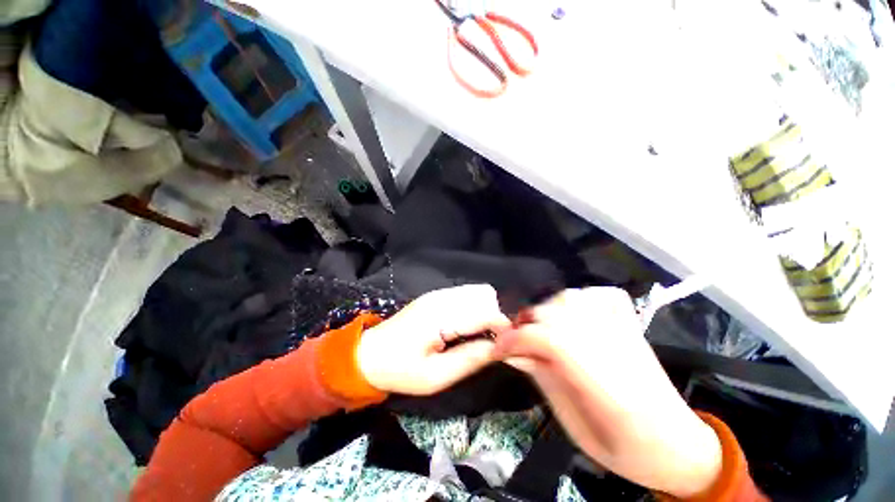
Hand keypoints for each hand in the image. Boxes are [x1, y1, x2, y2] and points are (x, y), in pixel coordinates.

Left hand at [357, 284, 509, 395]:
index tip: (507, 346)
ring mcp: (439, 293)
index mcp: (441, 316)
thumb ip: (471, 360)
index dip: (504, 328)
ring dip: (487, 311)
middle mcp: (442, 297)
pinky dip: (476, 308)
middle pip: (486, 295)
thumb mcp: (436, 377)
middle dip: (496, 316)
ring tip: (481, 336)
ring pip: (478, 292)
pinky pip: (467, 295)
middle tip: (492, 342)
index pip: (486, 311)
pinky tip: (468, 327)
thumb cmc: (400, 370)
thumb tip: (501, 348)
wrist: (368, 355)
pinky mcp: (437, 296)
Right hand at [493, 287, 721, 498]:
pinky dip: (577, 297)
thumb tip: (514, 352)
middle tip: (515, 342)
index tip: (499, 349)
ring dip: (545, 310)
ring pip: (573, 299)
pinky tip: (569, 313)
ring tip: (538, 329)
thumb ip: (544, 381)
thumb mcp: (576, 429)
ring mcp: (626, 332)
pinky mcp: (631, 325)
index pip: (553, 341)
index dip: (518, 339)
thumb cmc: (626, 450)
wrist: (680, 447)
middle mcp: (616, 348)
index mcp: (608, 386)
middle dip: (526, 325)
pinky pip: (600, 295)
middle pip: (557, 314)